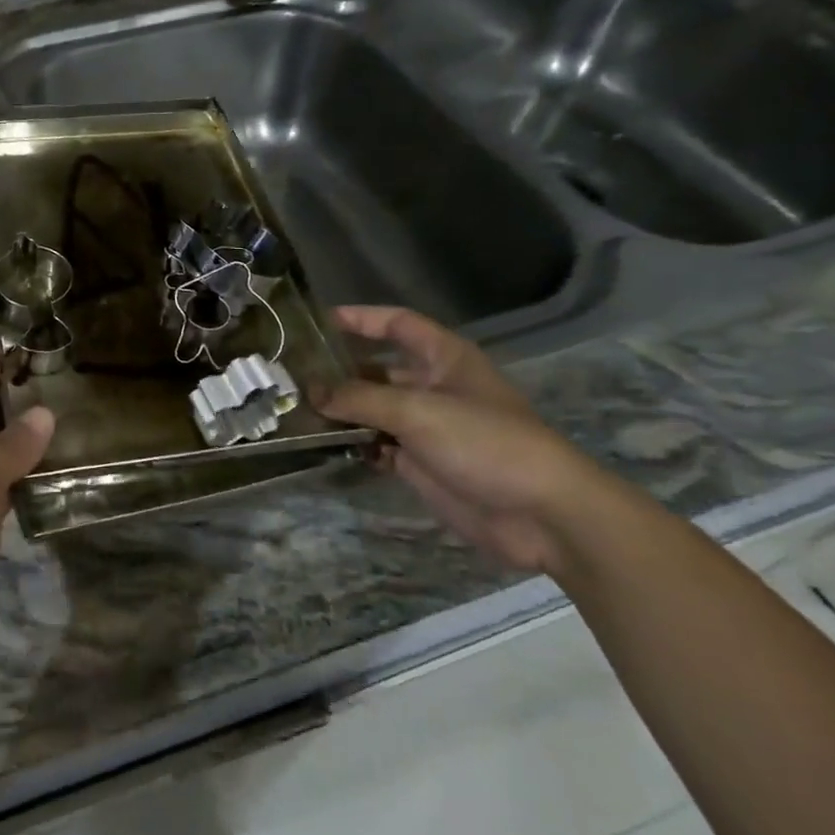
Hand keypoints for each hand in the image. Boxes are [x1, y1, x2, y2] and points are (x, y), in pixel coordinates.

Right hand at [317, 306, 606, 573]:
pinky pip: (377, 444)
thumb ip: (360, 397)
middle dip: (339, 369)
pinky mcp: (421, 462)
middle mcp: (433, 386)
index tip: (316, 322)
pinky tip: (322, 444)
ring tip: (295, 408)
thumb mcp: (417, 410)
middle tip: (292, 373)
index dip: (359, 318)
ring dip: (341, 410)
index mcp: (444, 358)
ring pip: (373, 409)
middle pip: (378, 368)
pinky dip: (353, 443)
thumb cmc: (485, 442)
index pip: (396, 324)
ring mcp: (426, 426)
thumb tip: (312, 390)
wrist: (542, 515)